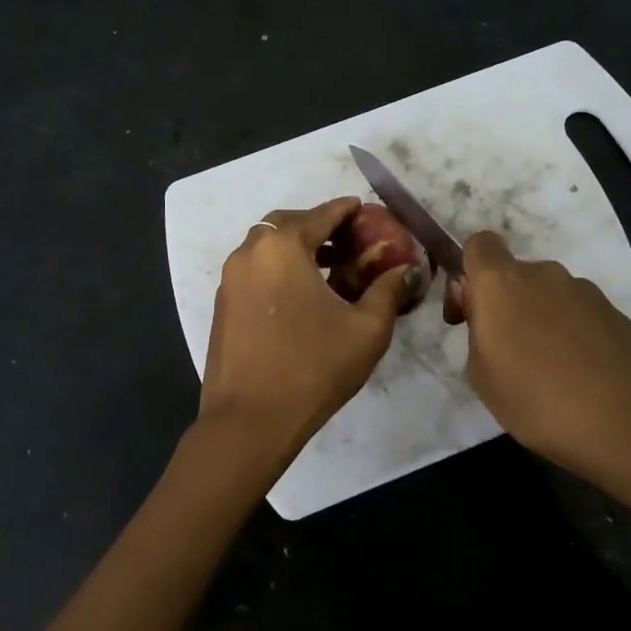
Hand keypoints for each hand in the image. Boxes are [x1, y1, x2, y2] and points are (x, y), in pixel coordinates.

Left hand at [199, 197, 423, 457]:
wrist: (249, 420)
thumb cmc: (312, 368)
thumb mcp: (366, 330)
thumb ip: (388, 291)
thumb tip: (408, 271)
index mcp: (282, 248)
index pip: (320, 214)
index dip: (346, 210)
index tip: (364, 209)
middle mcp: (250, 253)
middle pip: (287, 224)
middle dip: (317, 226)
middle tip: (347, 240)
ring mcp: (230, 279)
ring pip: (266, 247)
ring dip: (296, 248)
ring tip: (329, 269)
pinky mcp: (222, 305)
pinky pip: (254, 271)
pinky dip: (277, 269)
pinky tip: (300, 296)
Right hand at [448, 230, 630, 492]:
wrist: (626, 426)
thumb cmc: (536, 401)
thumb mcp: (481, 374)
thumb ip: (476, 330)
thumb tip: (487, 313)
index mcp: (502, 283)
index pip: (479, 244)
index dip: (469, 272)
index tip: (469, 313)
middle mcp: (545, 275)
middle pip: (515, 274)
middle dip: (505, 304)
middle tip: (506, 352)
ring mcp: (585, 292)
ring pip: (549, 295)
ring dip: (540, 319)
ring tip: (546, 369)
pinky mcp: (616, 313)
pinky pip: (579, 314)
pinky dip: (571, 333)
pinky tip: (578, 374)